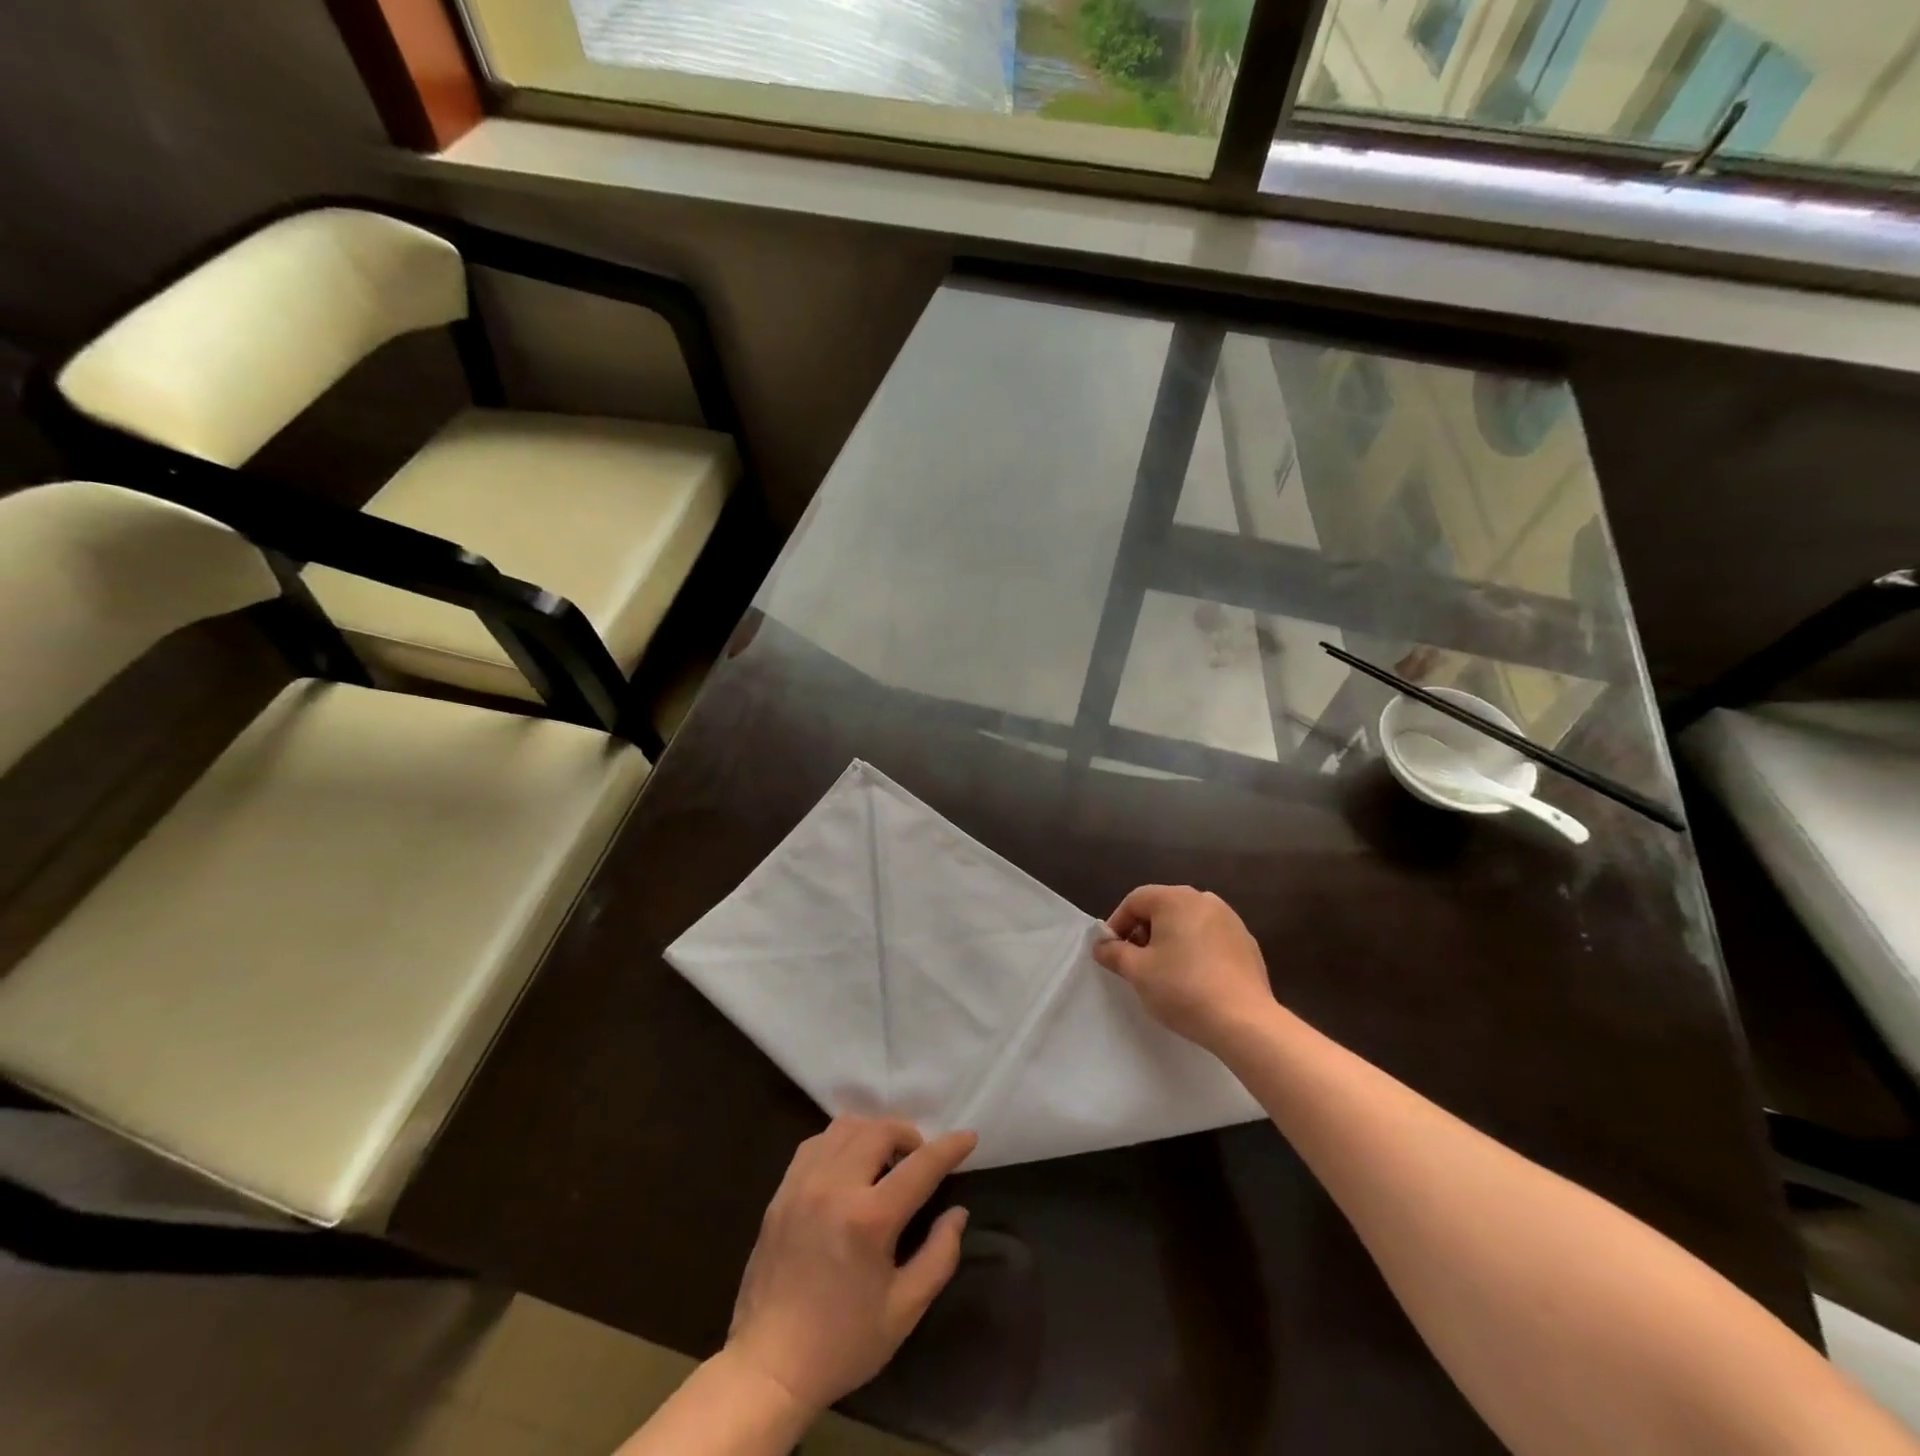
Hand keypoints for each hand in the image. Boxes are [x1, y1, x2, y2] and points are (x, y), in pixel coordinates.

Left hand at [724, 1116, 976, 1416]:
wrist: (768, 1366)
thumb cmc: (842, 1343)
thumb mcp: (903, 1311)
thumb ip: (939, 1256)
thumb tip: (958, 1213)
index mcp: (869, 1219)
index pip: (920, 1165)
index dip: (949, 1147)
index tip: (968, 1137)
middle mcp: (835, 1187)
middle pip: (880, 1130)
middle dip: (909, 1136)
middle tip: (918, 1161)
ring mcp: (803, 1184)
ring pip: (846, 1127)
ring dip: (874, 1133)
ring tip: (884, 1161)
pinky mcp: (782, 1190)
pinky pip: (817, 1142)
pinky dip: (841, 1141)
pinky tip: (849, 1166)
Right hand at [1093, 884, 1275, 1049]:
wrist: (1244, 1022)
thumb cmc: (1182, 988)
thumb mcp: (1138, 971)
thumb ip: (1114, 953)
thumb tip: (1101, 945)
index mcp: (1176, 899)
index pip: (1135, 900)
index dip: (1117, 924)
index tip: (1112, 952)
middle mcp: (1204, 900)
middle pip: (1162, 908)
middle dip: (1143, 932)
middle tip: (1135, 962)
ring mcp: (1230, 920)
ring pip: (1187, 923)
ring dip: (1169, 941)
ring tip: (1164, 972)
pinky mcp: (1246, 943)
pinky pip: (1210, 938)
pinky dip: (1195, 950)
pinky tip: (1194, 980)